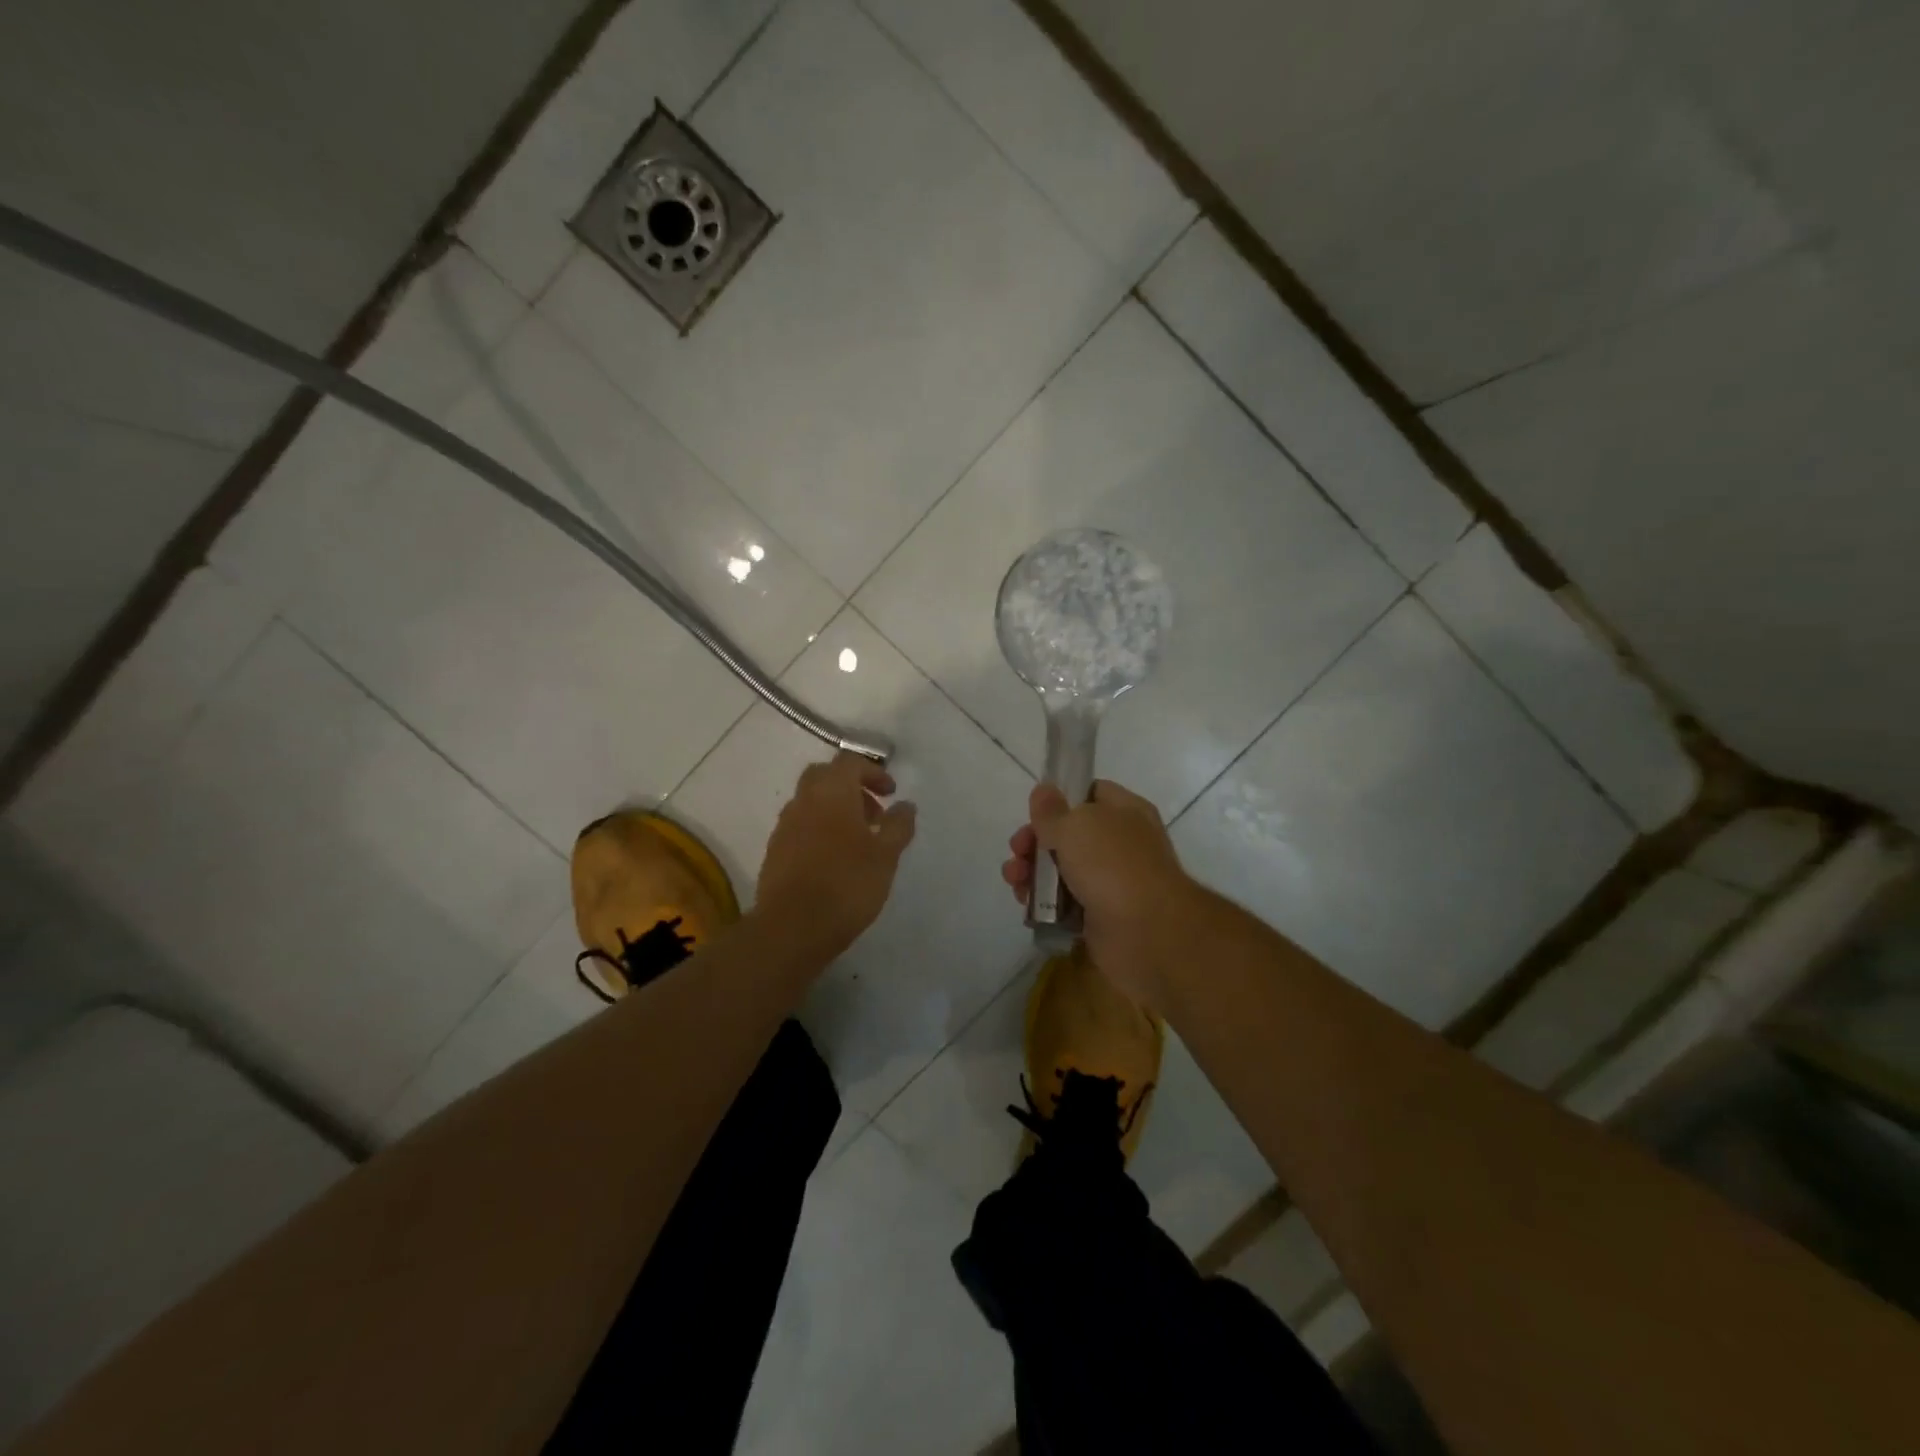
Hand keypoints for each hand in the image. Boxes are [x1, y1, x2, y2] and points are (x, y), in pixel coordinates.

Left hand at [756, 753, 916, 957]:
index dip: (873, 772)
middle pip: (825, 776)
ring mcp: (784, 825)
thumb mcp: (886, 856)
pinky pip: (800, 826)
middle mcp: (803, 800)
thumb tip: (906, 805)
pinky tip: (834, 860)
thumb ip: (898, 826)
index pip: (850, 762)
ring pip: (811, 802)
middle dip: (851, 787)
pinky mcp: (774, 851)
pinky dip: (819, 830)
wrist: (792, 927)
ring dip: (834, 810)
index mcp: (832, 792)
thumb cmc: (847, 884)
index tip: (891, 794)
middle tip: (873, 813)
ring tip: (858, 841)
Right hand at [1001, 779, 1193, 1004]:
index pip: (1090, 793)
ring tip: (1015, 881)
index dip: (1060, 799)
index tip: (1034, 812)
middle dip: (1035, 842)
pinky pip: (1063, 905)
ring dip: (1032, 873)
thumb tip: (1043, 790)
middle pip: (1068, 835)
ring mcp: (1111, 882)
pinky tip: (1026, 906)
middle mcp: (1120, 844)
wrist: (1147, 933)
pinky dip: (1043, 904)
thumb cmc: (1112, 866)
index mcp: (1125, 811)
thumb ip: (1052, 811)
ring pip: (1061, 871)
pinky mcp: (1098, 916)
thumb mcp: (1075, 826)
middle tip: (1017, 851)